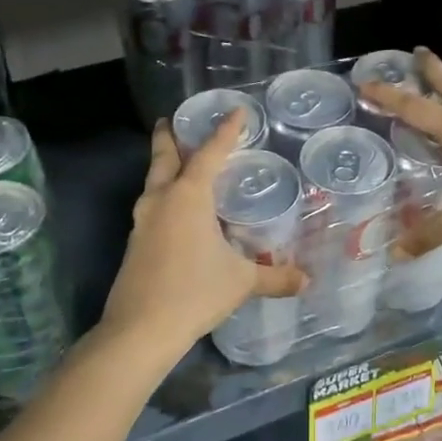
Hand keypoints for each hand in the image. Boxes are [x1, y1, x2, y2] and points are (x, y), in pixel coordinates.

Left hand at [99, 112, 304, 350]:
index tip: (236, 111)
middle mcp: (161, 200)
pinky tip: (176, 212)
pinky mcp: (135, 243)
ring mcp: (142, 222)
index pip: (210, 153)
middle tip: (172, 120)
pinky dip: (163, 196)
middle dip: (169, 137)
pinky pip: (151, 207)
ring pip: (153, 182)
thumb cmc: (195, 292)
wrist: (140, 329)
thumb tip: (307, 281)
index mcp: (188, 196)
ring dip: (163, 167)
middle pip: (164, 158)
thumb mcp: (241, 281)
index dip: (225, 131)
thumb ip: (275, 277)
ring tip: (178, 163)